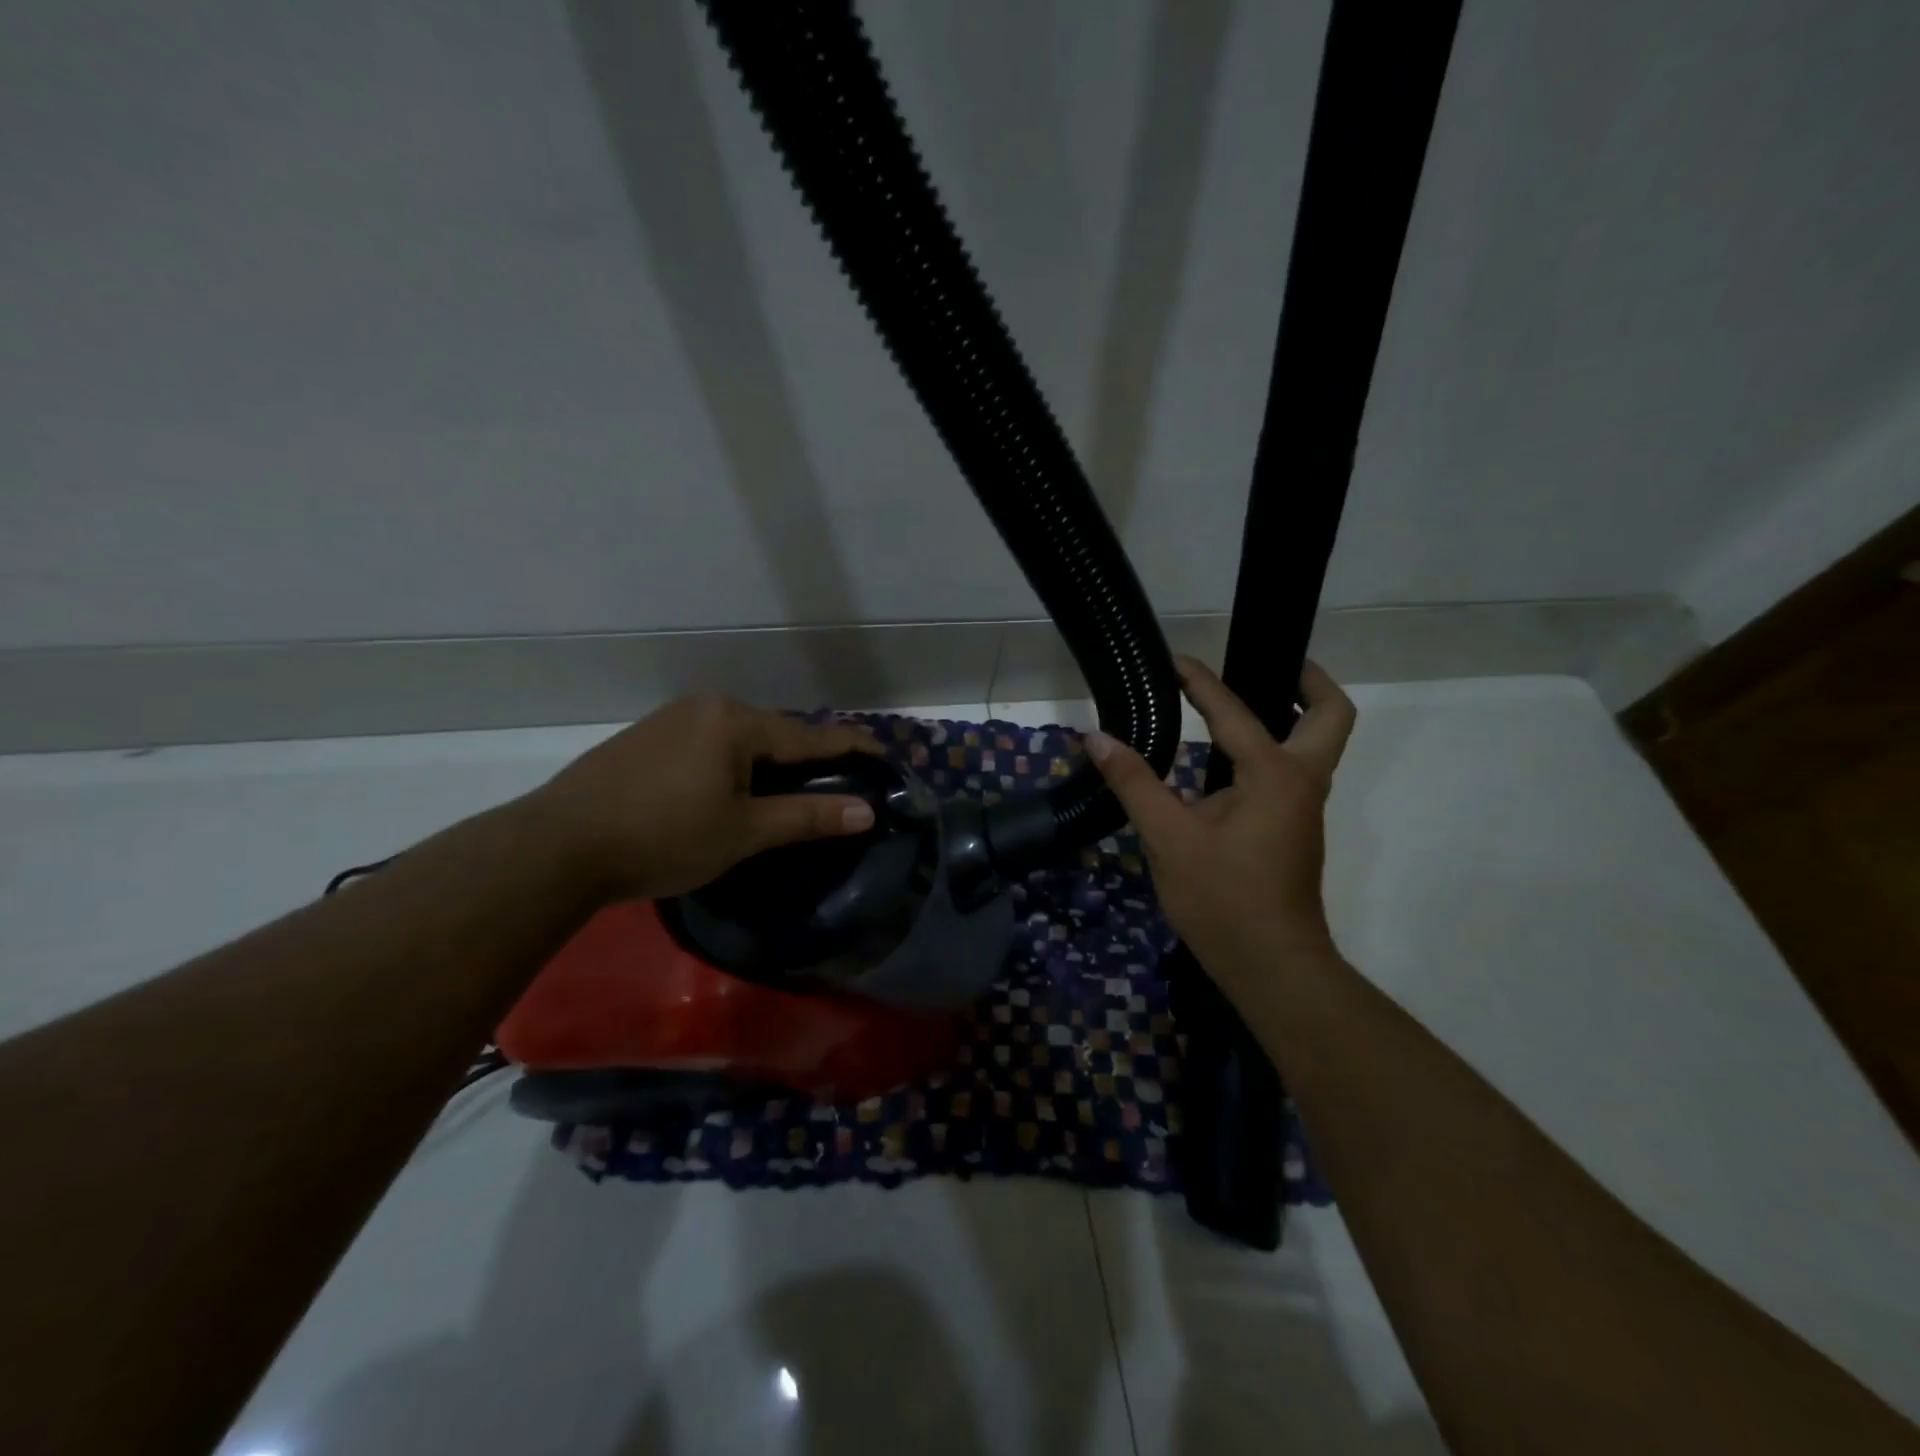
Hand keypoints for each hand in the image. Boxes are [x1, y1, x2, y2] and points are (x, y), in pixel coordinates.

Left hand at [528, 695, 880, 901]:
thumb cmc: (662, 836)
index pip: (809, 735)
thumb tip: (866, 811)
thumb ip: (806, 817)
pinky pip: (708, 746)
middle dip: (807, 758)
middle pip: (774, 733)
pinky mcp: (645, 740)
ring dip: (767, 764)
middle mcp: (705, 708)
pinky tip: (729, 791)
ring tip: (787, 792)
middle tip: (836, 784)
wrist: (557, 846)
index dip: (851, 747)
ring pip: (739, 740)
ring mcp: (670, 721)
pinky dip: (732, 766)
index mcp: (735, 721)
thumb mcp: (743, 831)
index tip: (884, 755)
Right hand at [1087, 656, 1356, 985]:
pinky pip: (1292, 767)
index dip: (1201, 682)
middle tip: (1265, 661)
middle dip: (1306, 680)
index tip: (1174, 661)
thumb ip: (1134, 782)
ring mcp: (1303, 806)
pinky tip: (1226, 756)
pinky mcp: (1293, 826)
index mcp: (1275, 775)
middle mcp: (1302, 780)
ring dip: (1291, 712)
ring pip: (1318, 741)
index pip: (1235, 712)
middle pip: (1330, 714)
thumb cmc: (1222, 899)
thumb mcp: (1168, 837)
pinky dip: (1272, 744)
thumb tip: (1097, 738)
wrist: (1270, 965)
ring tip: (1238, 699)